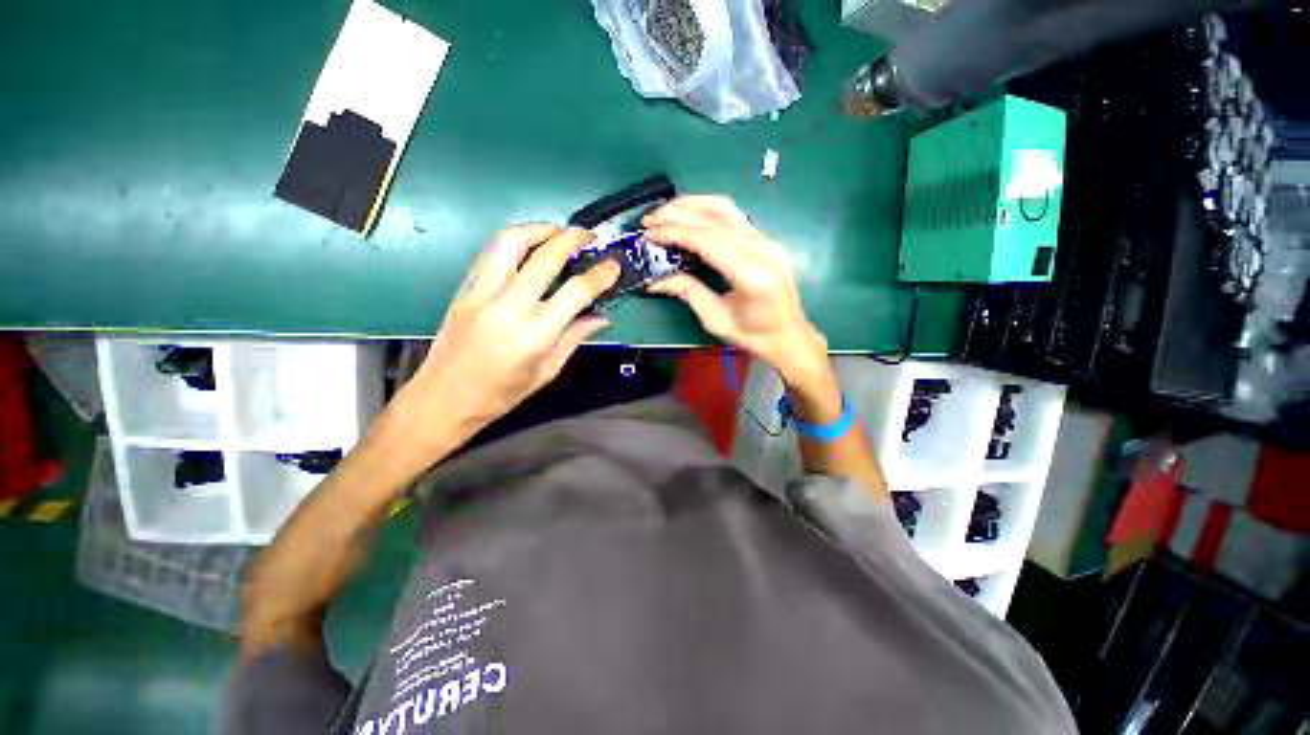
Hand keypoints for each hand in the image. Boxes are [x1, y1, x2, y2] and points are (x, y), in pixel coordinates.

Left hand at [389, 224, 619, 451]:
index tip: (613, 265)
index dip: (600, 275)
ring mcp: (482, 293)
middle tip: (589, 235)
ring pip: (511, 242)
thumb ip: (574, 338)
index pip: (576, 292)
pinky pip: (491, 253)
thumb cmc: (502, 394)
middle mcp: (509, 307)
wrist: (444, 398)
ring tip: (557, 231)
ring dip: (539, 228)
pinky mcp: (464, 289)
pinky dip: (514, 241)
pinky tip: (528, 245)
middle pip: (545, 257)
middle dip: (572, 238)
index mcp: (535, 335)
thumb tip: (602, 318)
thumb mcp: (547, 371)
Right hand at [643, 197, 829, 387]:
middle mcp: (762, 249)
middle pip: (715, 217)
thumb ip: (688, 292)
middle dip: (677, 213)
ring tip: (665, 212)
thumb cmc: (753, 336)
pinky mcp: (767, 240)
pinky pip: (734, 217)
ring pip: (726, 208)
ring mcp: (767, 241)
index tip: (648, 233)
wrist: (790, 337)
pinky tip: (690, 216)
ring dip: (692, 204)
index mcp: (750, 274)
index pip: (707, 240)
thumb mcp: (715, 320)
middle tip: (649, 219)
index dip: (674, 232)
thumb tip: (655, 280)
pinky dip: (707, 212)